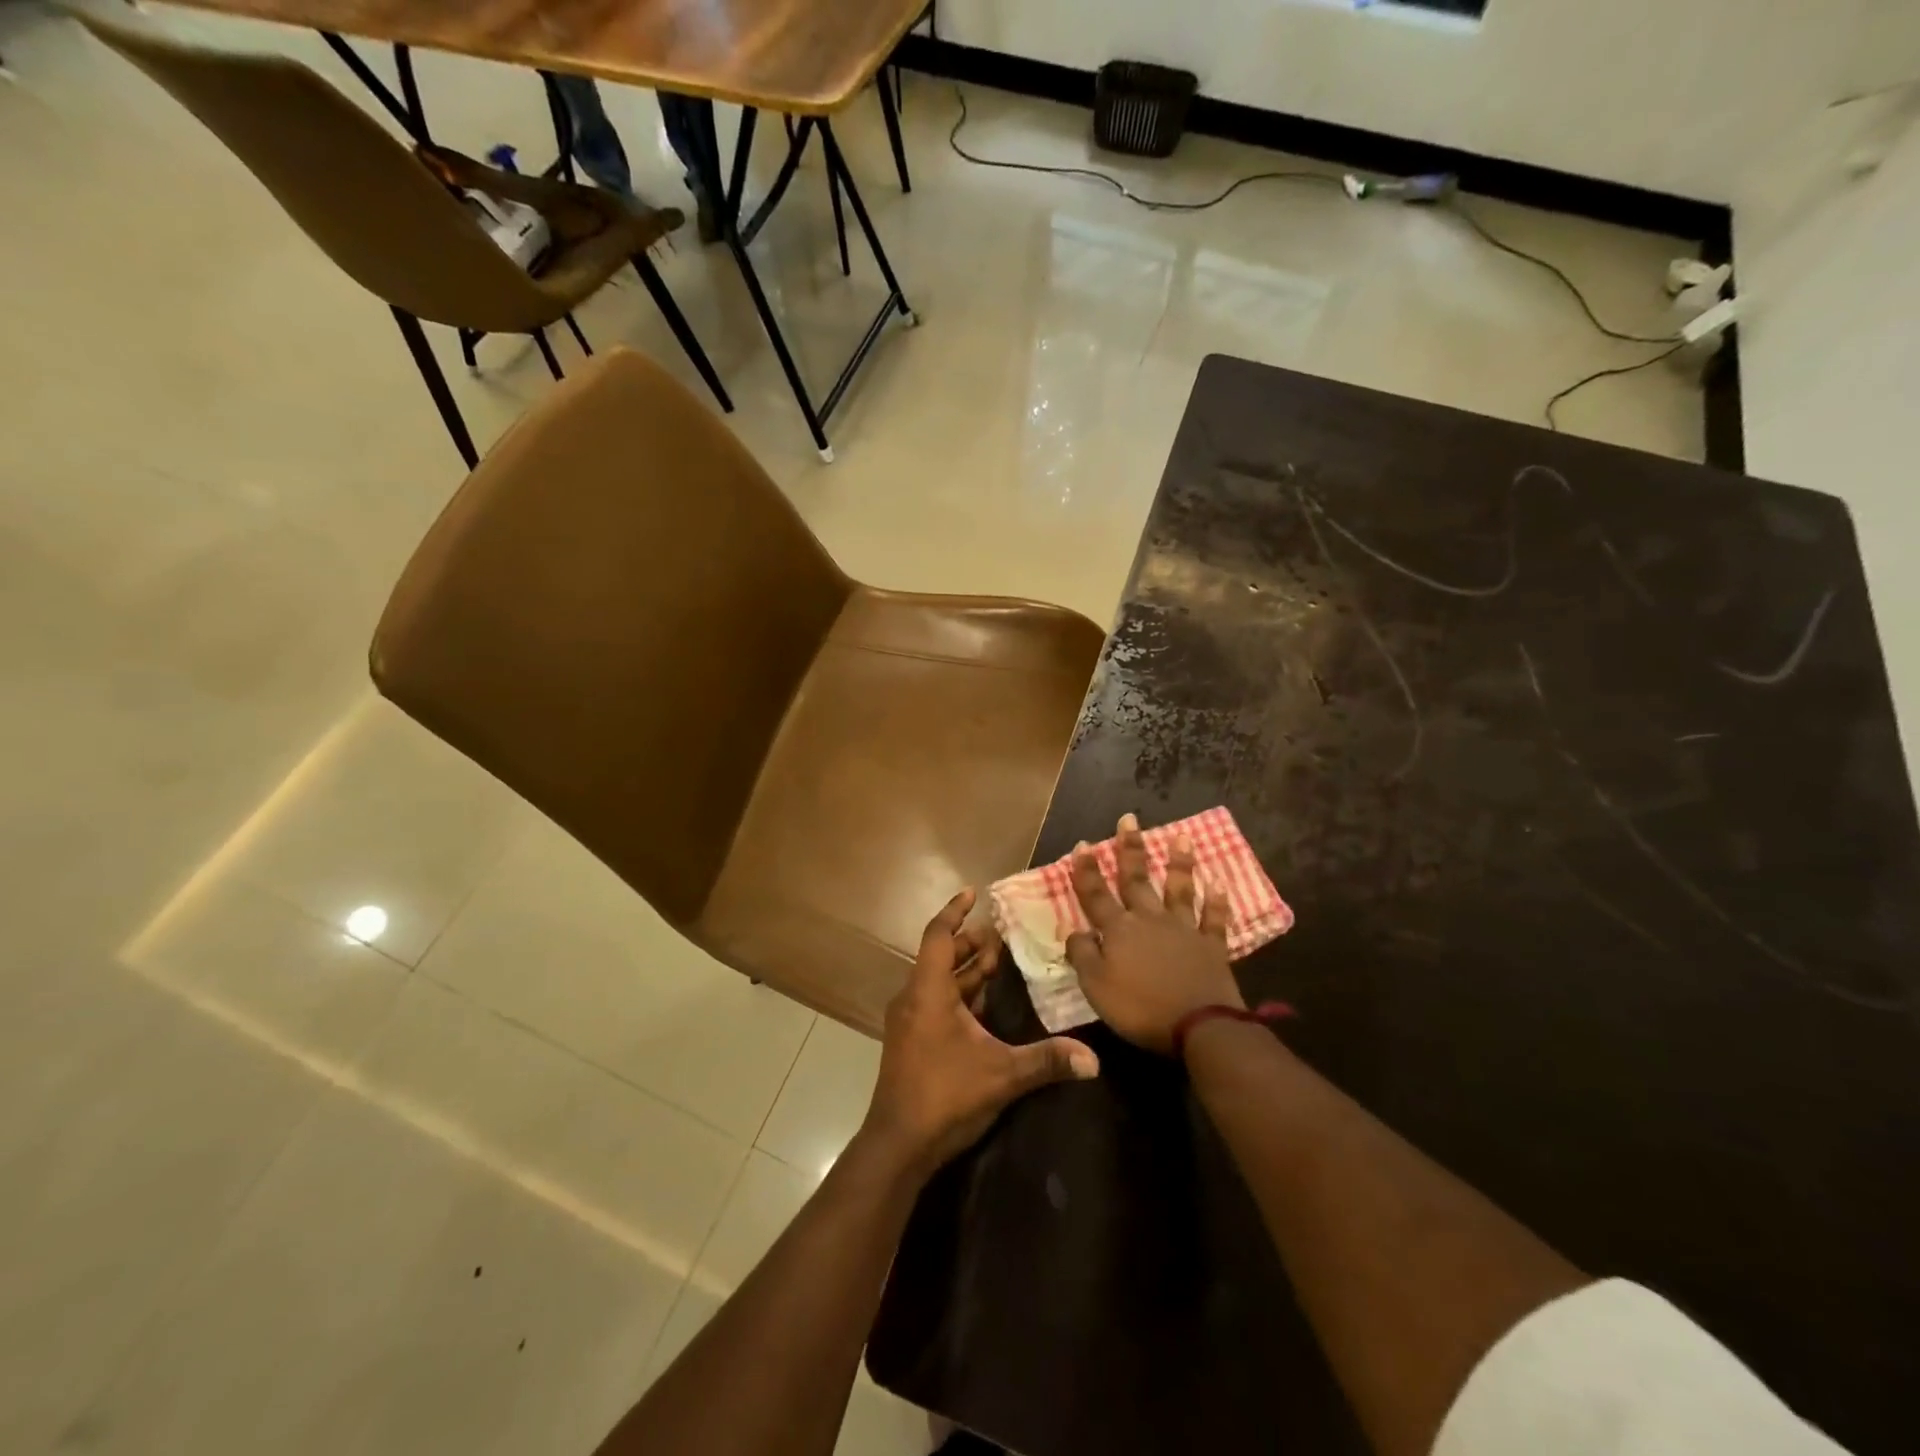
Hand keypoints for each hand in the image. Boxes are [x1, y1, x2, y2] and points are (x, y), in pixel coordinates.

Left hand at [860, 888, 1100, 1180]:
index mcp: (928, 992)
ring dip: (966, 969)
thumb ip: (1047, 1061)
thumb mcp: (1002, 1075)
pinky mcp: (911, 1041)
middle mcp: (914, 998)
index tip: (973, 893)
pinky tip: (984, 1003)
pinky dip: (959, 993)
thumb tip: (1094, 1060)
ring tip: (998, 961)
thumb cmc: (944, 1095)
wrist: (898, 1145)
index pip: (938, 935)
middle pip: (940, 956)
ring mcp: (909, 1021)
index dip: (955, 912)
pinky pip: (935, 1001)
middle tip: (1002, 936)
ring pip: (938, 981)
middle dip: (970, 943)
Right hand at [1066, 813, 1242, 1053]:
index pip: (1096, 894)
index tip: (1083, 844)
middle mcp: (1149, 920)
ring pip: (1179, 889)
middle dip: (1131, 849)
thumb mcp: (1096, 986)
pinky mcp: (1211, 946)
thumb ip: (1082, 955)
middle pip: (1137, 880)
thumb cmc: (1139, 1007)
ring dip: (1179, 863)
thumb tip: (1074, 930)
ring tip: (1181, 837)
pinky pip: (1213, 919)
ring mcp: (1183, 930)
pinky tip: (1219, 884)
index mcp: (1118, 930)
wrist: (1198, 1026)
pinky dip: (1217, 902)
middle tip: (1130, 819)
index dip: (1087, 870)